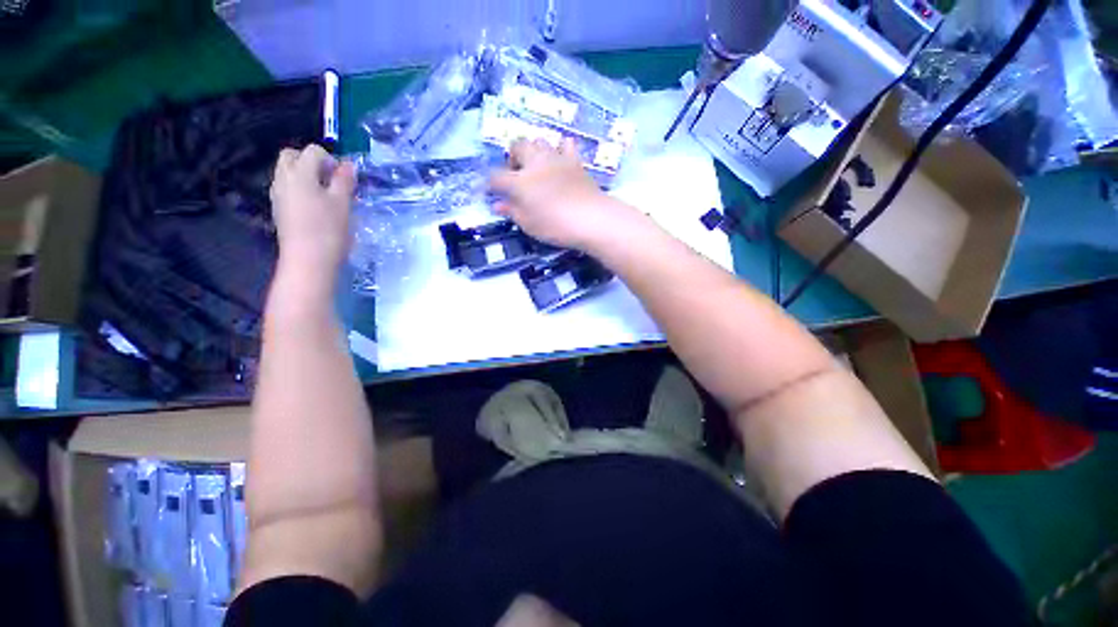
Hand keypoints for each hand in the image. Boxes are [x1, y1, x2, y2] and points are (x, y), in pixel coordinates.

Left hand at [270, 144, 355, 274]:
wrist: (308, 260)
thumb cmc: (328, 229)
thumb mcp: (343, 203)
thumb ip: (344, 181)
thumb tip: (348, 164)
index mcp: (299, 173)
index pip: (313, 151)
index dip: (331, 160)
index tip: (344, 179)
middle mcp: (283, 179)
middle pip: (292, 156)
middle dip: (311, 162)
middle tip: (331, 180)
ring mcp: (278, 194)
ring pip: (287, 172)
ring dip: (305, 175)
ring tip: (326, 195)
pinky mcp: (279, 209)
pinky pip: (287, 188)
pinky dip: (300, 189)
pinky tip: (315, 207)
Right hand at [489, 138, 638, 250]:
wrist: (591, 219)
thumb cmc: (555, 225)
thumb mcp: (529, 224)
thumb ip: (512, 211)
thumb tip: (498, 204)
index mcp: (520, 181)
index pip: (496, 176)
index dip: (491, 183)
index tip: (492, 192)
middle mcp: (535, 163)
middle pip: (517, 146)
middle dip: (513, 158)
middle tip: (517, 177)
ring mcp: (556, 158)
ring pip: (539, 141)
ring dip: (534, 152)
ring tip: (537, 169)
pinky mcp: (575, 161)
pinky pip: (565, 145)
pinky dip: (560, 149)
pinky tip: (560, 160)